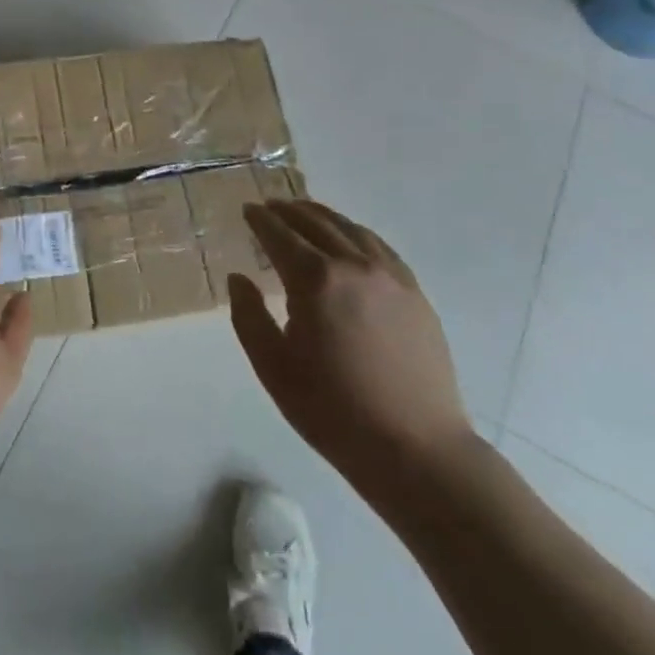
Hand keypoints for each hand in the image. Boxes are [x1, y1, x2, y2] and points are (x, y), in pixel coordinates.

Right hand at [231, 199, 476, 513]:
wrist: (415, 448)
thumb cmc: (333, 411)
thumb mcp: (273, 367)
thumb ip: (248, 316)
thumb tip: (239, 278)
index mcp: (315, 280)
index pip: (280, 235)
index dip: (260, 220)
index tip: (247, 210)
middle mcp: (353, 265)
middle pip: (315, 222)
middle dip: (288, 211)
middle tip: (270, 206)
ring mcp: (390, 276)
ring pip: (350, 229)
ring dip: (322, 216)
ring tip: (304, 213)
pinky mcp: (414, 292)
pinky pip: (379, 247)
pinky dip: (355, 233)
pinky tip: (349, 239)